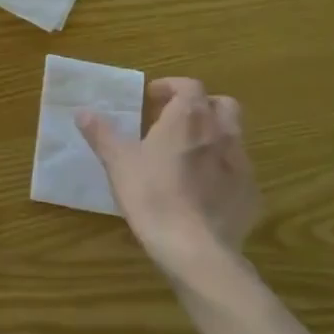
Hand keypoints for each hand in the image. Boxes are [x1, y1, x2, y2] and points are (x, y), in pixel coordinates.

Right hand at [78, 78, 260, 292]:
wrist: (195, 248)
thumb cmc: (152, 194)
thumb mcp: (118, 161)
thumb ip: (101, 133)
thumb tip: (83, 112)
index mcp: (188, 118)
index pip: (189, 86)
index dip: (171, 87)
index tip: (152, 98)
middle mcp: (221, 133)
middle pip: (222, 104)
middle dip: (201, 106)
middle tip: (176, 121)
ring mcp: (242, 164)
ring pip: (233, 137)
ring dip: (213, 137)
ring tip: (188, 155)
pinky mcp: (251, 194)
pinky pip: (238, 171)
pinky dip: (223, 171)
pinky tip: (203, 190)